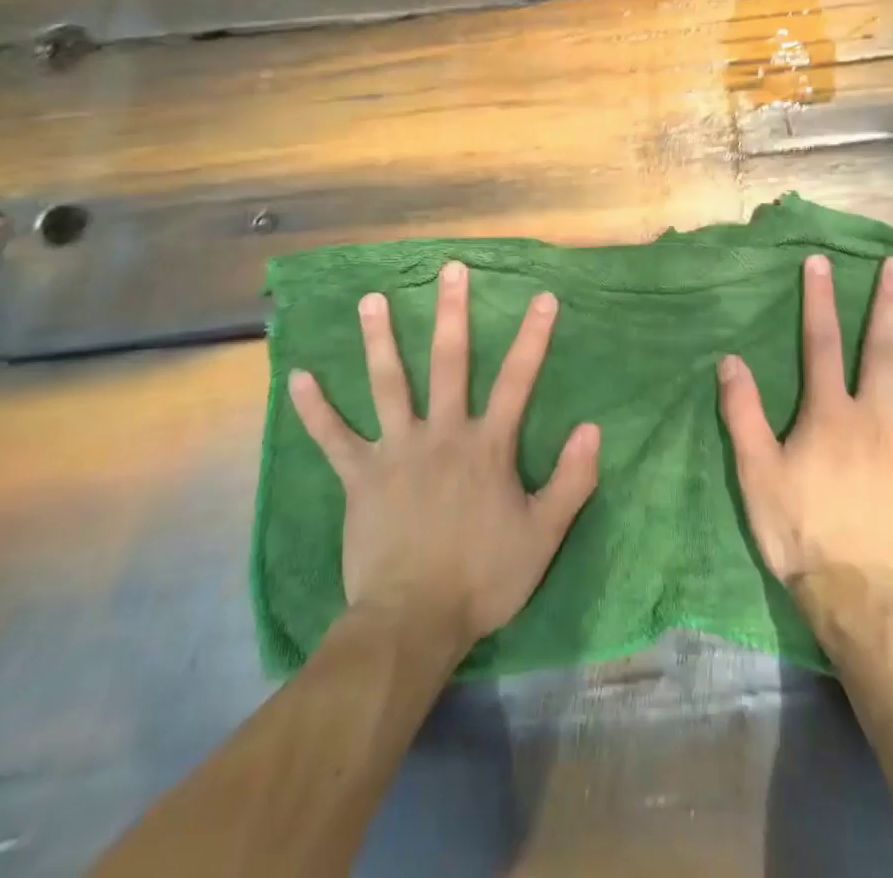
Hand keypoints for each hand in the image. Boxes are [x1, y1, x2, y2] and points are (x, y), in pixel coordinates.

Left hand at [290, 261, 600, 646]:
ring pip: (388, 384)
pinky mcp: (359, 477)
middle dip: (452, 313)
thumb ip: (571, 480)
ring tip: (371, 299)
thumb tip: (594, 428)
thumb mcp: (543, 535)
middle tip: (449, 270)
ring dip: (379, 340)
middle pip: (448, 362)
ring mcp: (396, 451)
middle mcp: (442, 433)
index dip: (533, 337)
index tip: (543, 297)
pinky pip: (332, 437)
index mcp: (486, 445)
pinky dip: (315, 408)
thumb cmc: (482, 578)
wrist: (413, 622)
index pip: (517, 379)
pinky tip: (298, 376)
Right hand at [718, 253, 892, 607]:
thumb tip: (730, 361)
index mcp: (830, 414)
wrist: (861, 598)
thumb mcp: (756, 473)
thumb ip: (744, 414)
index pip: (819, 345)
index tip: (821, 263)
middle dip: (889, 305)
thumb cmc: (801, 532)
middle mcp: (876, 418)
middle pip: (882, 351)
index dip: (819, 301)